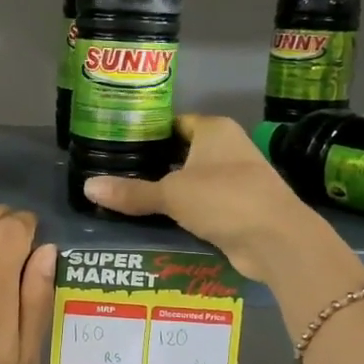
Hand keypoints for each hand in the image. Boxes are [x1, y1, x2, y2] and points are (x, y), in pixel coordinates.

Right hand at [81, 115, 336, 283]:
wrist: (276, 240)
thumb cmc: (224, 199)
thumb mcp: (171, 193)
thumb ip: (131, 191)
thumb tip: (87, 187)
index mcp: (214, 130)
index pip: (174, 123)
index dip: (146, 133)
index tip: (116, 145)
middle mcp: (228, 149)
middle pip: (181, 154)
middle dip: (153, 167)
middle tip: (114, 176)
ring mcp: (236, 180)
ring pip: (192, 183)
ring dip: (168, 194)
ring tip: (126, 201)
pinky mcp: (239, 209)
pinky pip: (202, 207)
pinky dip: (183, 215)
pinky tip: (155, 224)